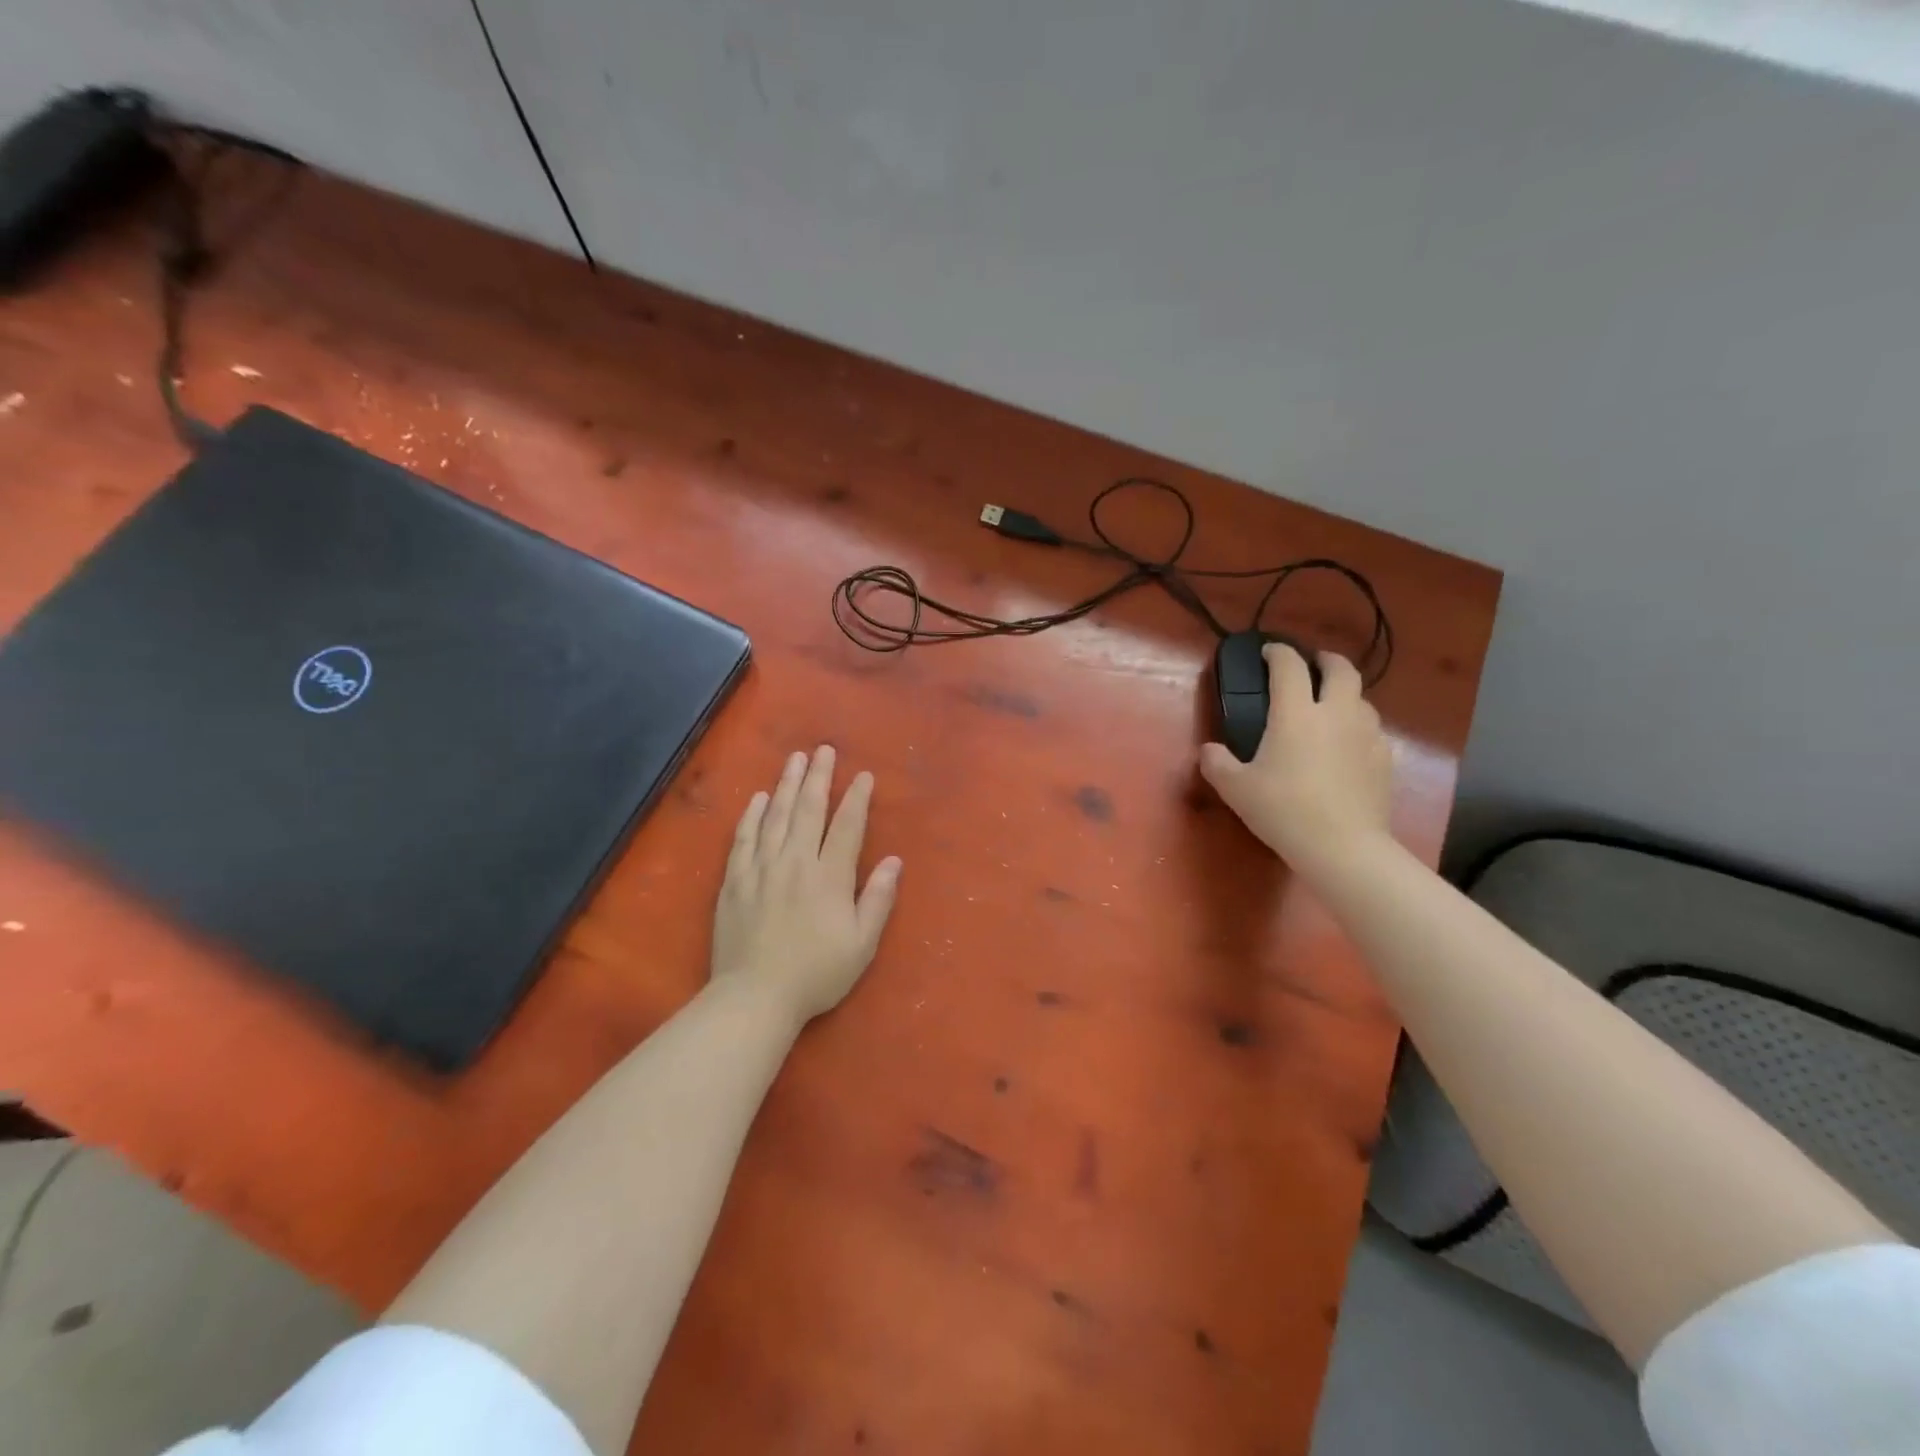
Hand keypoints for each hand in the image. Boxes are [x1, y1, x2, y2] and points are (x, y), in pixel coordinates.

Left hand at [710, 745, 902, 1024]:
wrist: (755, 997)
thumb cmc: (816, 974)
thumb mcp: (861, 944)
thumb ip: (878, 899)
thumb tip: (895, 861)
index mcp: (830, 876)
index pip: (847, 826)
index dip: (857, 798)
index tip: (863, 775)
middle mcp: (796, 862)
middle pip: (809, 809)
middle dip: (818, 777)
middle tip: (824, 749)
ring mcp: (761, 868)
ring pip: (776, 816)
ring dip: (786, 784)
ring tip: (794, 759)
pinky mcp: (734, 880)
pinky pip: (743, 838)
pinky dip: (752, 815)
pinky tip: (758, 798)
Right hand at [1199, 645, 1393, 877]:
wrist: (1343, 847)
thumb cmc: (1284, 810)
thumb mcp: (1236, 789)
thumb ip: (1217, 763)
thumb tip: (1209, 750)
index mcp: (1297, 713)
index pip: (1289, 666)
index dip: (1278, 653)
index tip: (1268, 652)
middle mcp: (1336, 714)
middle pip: (1341, 669)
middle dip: (1325, 660)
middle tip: (1311, 665)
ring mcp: (1366, 735)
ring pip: (1362, 699)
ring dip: (1345, 694)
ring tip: (1329, 708)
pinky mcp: (1384, 759)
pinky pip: (1371, 730)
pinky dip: (1357, 727)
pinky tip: (1346, 747)